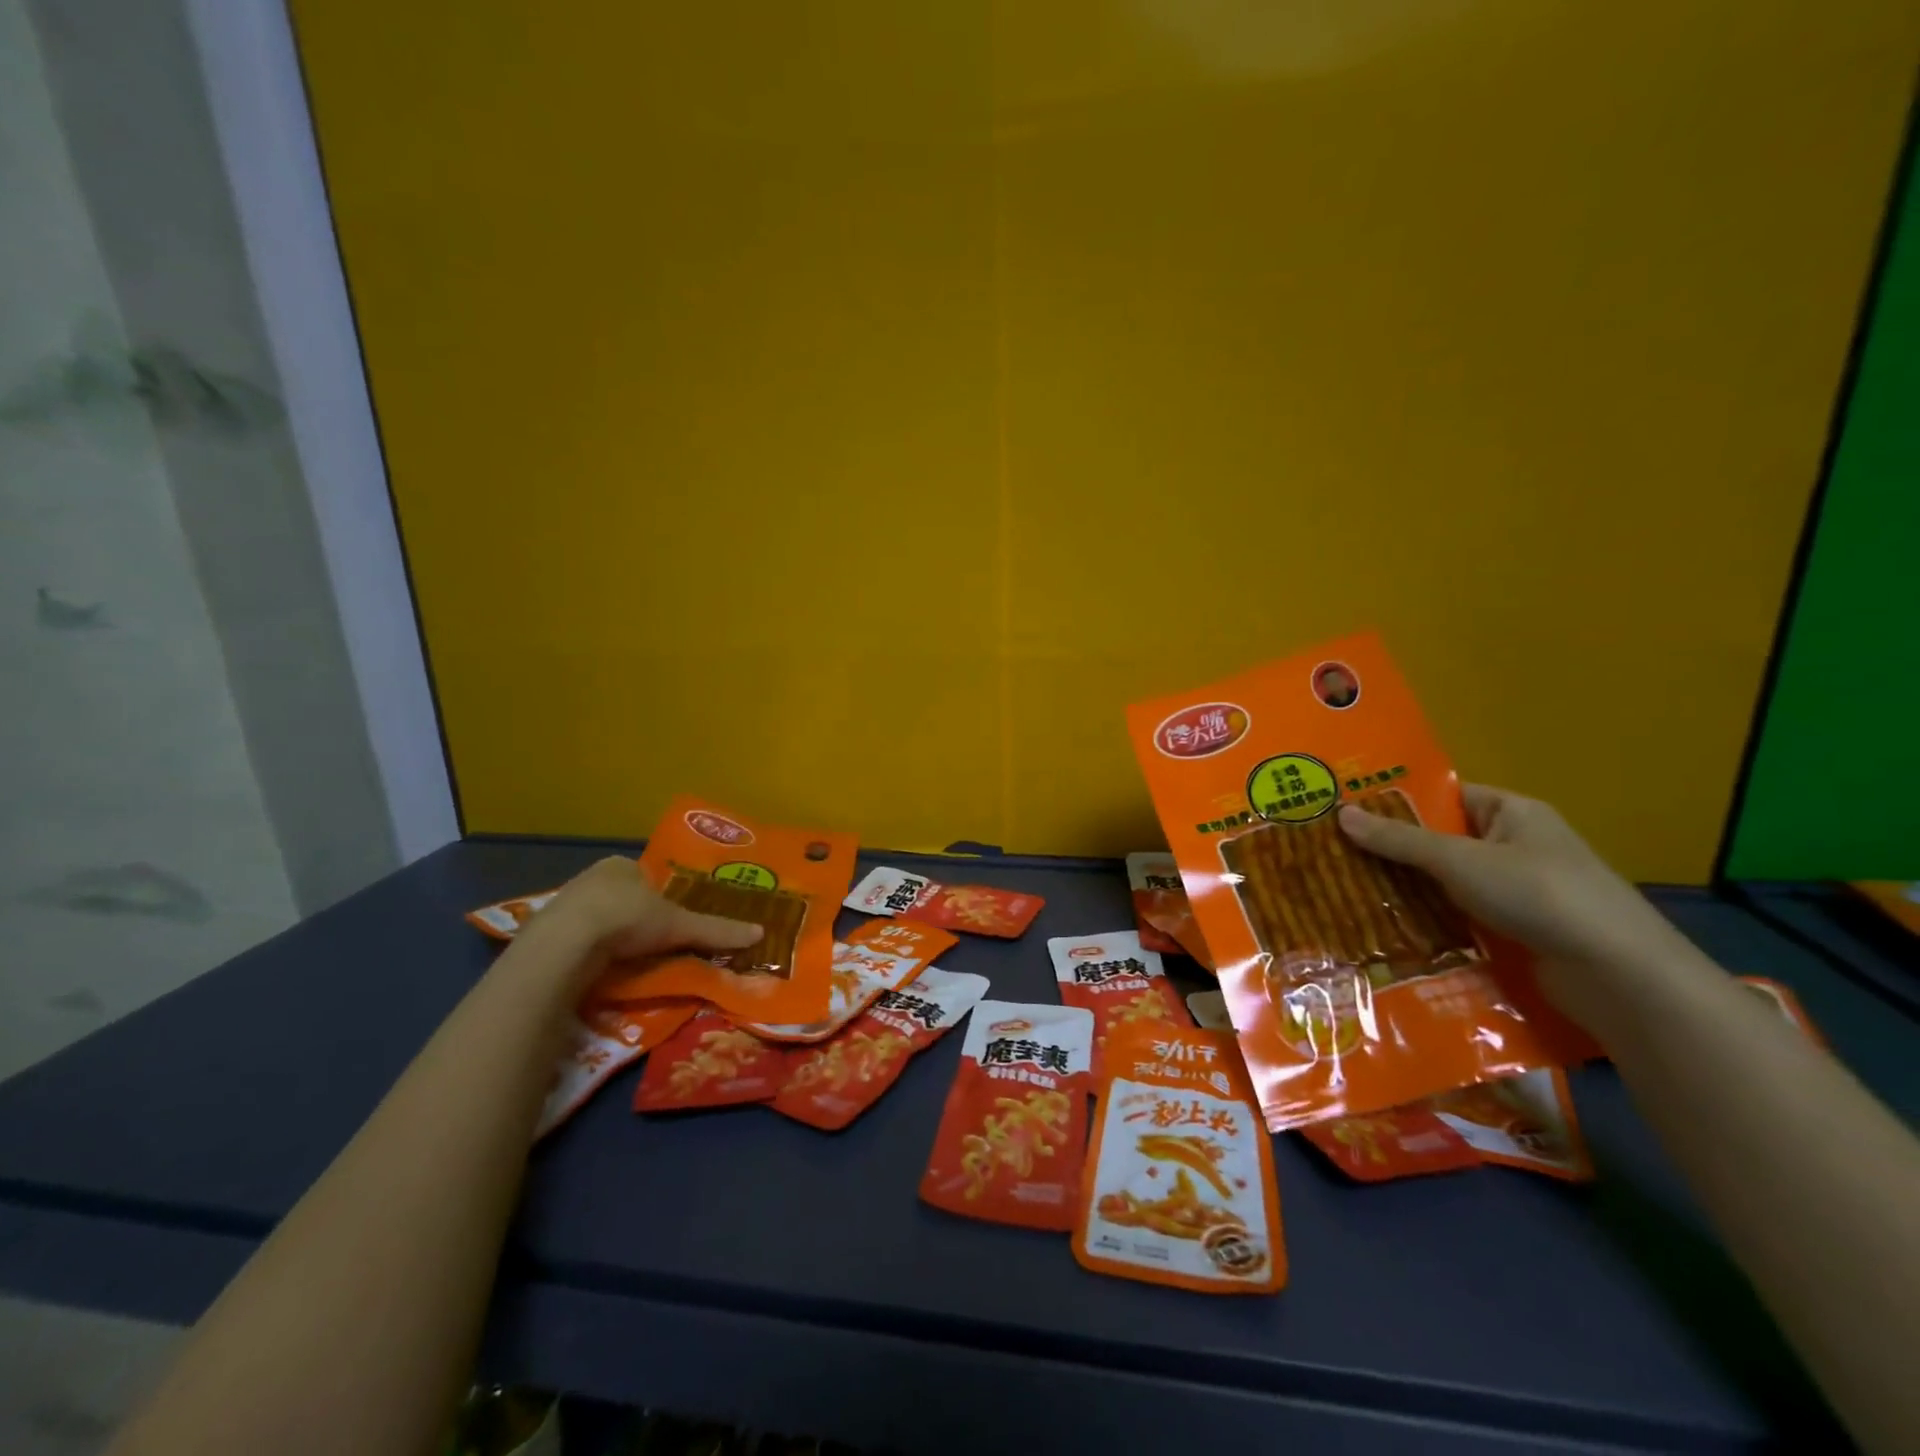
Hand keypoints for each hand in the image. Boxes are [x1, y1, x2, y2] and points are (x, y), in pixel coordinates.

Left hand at [526, 857, 761, 984]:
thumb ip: (717, 930)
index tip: (671, 919)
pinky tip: (600, 970)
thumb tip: (760, 933)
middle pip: (621, 898)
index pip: (646, 877)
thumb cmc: (627, 918)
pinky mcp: (545, 935)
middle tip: (652, 942)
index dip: (660, 896)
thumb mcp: (680, 925)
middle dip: (635, 918)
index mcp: (621, 865)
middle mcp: (590, 878)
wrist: (565, 944)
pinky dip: (589, 955)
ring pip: (596, 920)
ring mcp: (564, 905)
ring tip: (628, 960)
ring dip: (610, 937)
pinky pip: (576, 942)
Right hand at [1337, 784, 1703, 1026]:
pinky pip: (1462, 915)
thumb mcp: (1459, 860)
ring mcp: (1520, 890)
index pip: (1445, 796)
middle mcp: (1517, 845)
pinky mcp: (1519, 929)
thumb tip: (1340, 813)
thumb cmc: (1539, 895)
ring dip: (1409, 889)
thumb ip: (1399, 839)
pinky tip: (1389, 927)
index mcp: (1512, 812)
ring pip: (1449, 881)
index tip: (1347, 811)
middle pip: (1442, 840)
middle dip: (1394, 849)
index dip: (1398, 802)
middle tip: (1335, 853)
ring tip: (1348, 891)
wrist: (1618, 974)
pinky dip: (1431, 919)